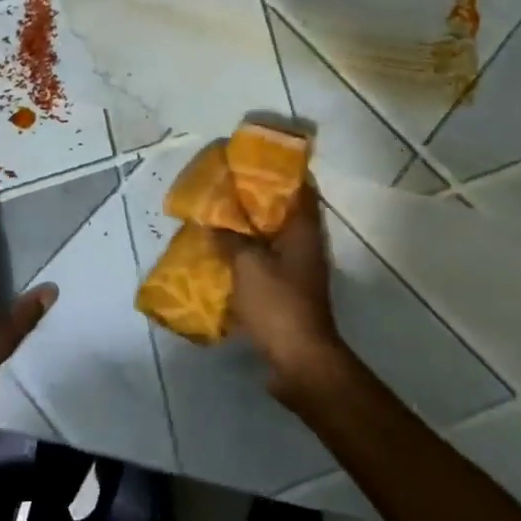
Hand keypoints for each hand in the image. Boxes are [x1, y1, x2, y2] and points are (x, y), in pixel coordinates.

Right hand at [217, 182, 355, 405]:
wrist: (298, 359)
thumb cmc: (278, 303)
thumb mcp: (247, 265)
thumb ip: (230, 239)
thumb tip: (214, 223)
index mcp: (303, 231)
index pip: (298, 187)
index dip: (278, 171)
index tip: (251, 161)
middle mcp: (306, 246)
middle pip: (283, 213)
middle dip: (255, 200)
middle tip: (225, 189)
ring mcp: (299, 271)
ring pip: (272, 239)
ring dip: (249, 230)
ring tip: (218, 219)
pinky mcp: (287, 293)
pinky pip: (265, 264)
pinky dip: (247, 257)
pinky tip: (222, 256)